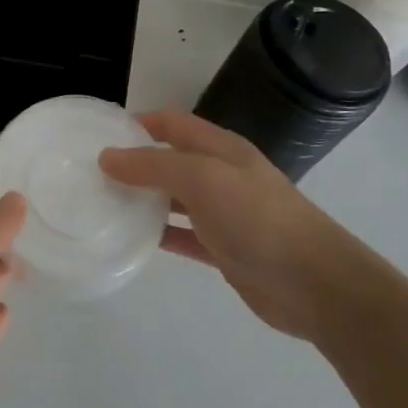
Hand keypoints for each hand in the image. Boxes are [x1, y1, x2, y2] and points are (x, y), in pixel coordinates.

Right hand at [99, 109, 362, 339]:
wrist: (316, 284)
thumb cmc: (258, 218)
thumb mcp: (202, 178)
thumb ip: (154, 165)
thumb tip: (107, 156)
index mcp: (220, 148)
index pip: (172, 122)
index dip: (139, 122)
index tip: (100, 134)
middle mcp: (221, 175)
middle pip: (171, 159)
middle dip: (135, 161)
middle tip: (92, 172)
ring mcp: (223, 214)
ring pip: (174, 198)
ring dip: (143, 198)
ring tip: (103, 203)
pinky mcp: (224, 250)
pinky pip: (183, 235)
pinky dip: (159, 234)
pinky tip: (131, 239)